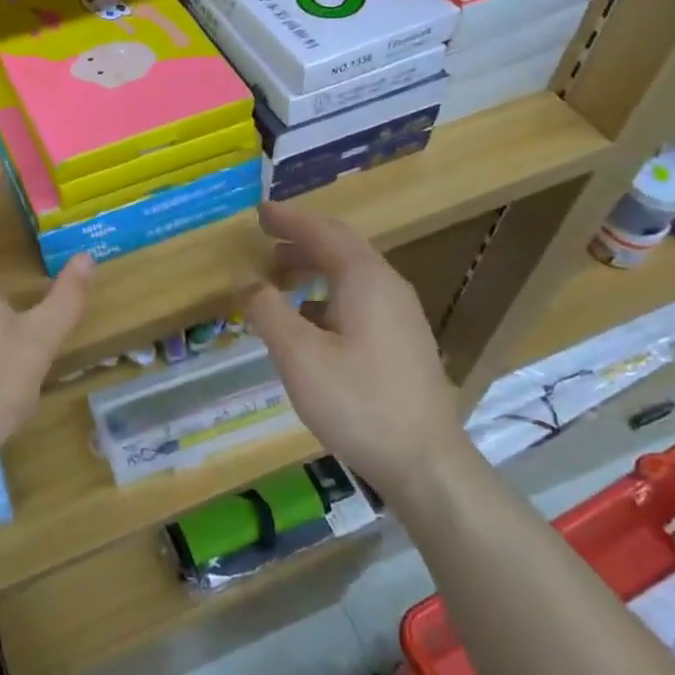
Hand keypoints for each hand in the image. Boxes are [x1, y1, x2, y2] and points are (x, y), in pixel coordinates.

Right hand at [242, 201, 466, 486]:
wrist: (426, 463)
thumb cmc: (358, 403)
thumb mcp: (299, 357)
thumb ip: (268, 312)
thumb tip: (248, 282)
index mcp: (365, 279)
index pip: (322, 232)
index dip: (288, 219)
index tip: (258, 212)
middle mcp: (388, 286)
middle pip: (341, 247)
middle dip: (300, 239)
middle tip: (264, 240)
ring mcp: (401, 314)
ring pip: (352, 273)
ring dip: (313, 266)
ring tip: (279, 277)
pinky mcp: (404, 340)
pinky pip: (360, 297)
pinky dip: (327, 292)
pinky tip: (309, 318)